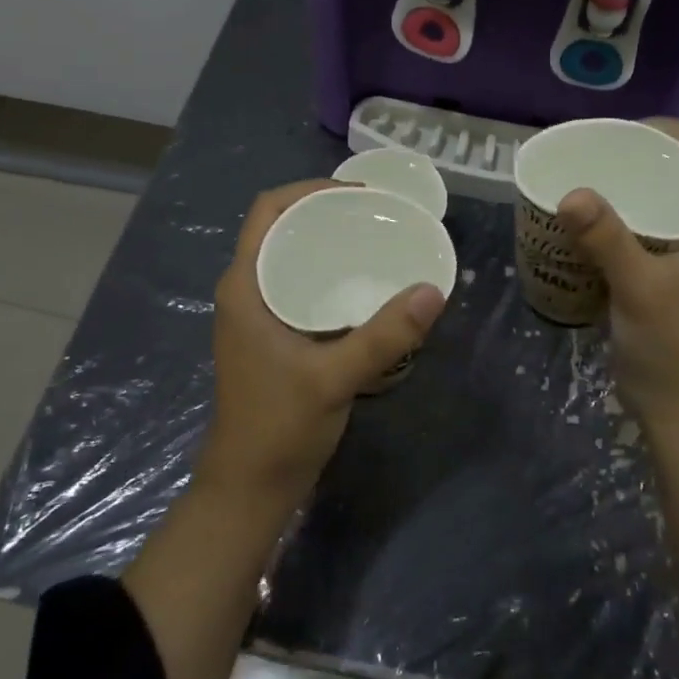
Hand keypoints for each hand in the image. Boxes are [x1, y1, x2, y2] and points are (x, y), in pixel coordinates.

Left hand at [197, 180, 446, 514]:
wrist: (250, 488)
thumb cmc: (278, 427)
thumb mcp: (333, 378)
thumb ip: (383, 336)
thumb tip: (433, 291)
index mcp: (245, 286)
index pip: (269, 211)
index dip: (310, 189)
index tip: (360, 193)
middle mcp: (248, 291)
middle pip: (283, 228)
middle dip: (327, 212)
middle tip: (379, 213)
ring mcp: (259, 315)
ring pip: (293, 257)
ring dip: (329, 242)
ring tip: (378, 238)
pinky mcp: (275, 336)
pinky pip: (302, 285)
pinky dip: (331, 273)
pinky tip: (367, 284)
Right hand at [557, 120, 678, 429]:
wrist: (676, 407)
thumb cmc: (671, 345)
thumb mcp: (640, 287)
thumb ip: (608, 240)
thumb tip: (571, 192)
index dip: (667, 131)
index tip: (620, 134)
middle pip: (676, 170)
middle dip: (637, 155)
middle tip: (590, 155)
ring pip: (656, 199)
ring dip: (623, 186)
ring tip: (581, 179)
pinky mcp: (658, 272)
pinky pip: (637, 227)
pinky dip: (612, 217)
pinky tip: (580, 220)